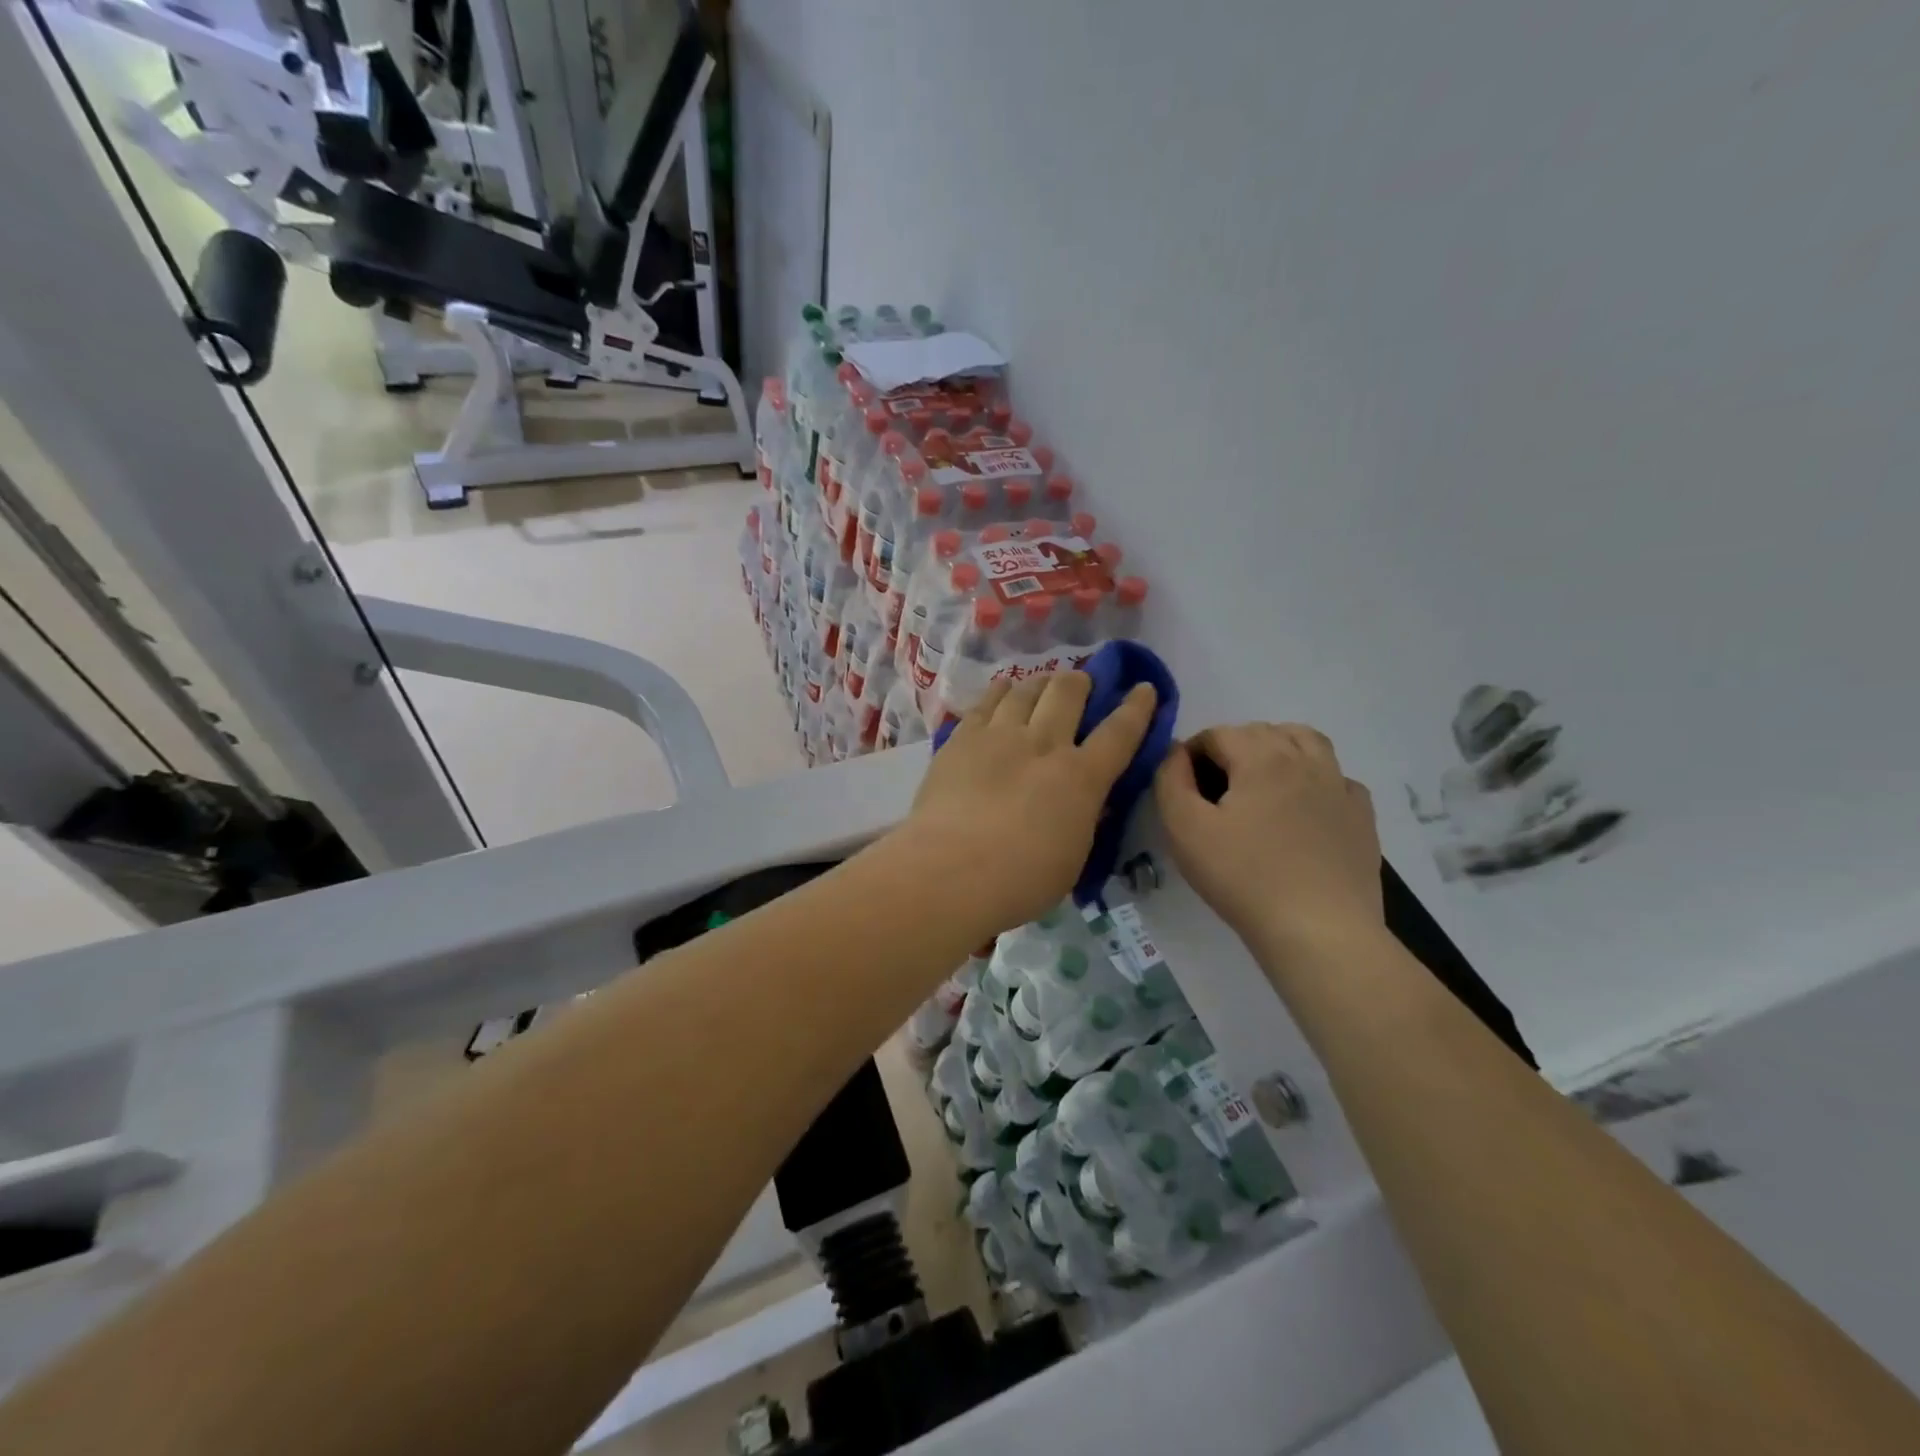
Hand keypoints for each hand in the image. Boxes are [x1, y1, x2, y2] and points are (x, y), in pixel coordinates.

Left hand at [899, 672, 1156, 934]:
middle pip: (1068, 693)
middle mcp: (1044, 744)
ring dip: (1040, 683)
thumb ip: (1082, 820)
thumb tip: (1087, 801)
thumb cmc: (1020, 881)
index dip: (1137, 708)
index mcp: (1081, 778)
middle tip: (1081, 683)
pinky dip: (1000, 690)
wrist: (950, 871)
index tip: (1144, 688)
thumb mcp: (1073, 857)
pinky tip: (1003, 688)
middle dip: (1081, 681)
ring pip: (1026, 689)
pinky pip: (986, 701)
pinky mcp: (961, 739)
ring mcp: (999, 736)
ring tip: (1042, 684)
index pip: (1119, 733)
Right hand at [1154, 723, 1381, 954]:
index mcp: (1262, 757)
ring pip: (1308, 743)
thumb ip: (1170, 780)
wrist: (1319, 930)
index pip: (1218, 733)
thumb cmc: (1243, 877)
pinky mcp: (1361, 817)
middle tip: (1213, 789)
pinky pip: (1338, 779)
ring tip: (1259, 783)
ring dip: (1278, 749)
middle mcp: (1305, 760)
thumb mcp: (1184, 828)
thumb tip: (1175, 754)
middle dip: (1232, 748)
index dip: (1191, 752)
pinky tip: (1303, 808)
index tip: (1181, 785)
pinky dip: (1316, 780)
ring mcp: (1340, 787)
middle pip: (1262, 731)